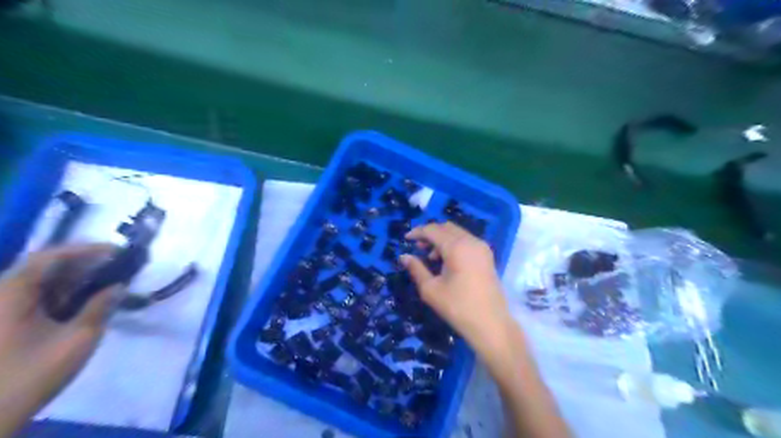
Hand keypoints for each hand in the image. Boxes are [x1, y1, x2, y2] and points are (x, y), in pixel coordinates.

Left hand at [1, 245, 115, 435]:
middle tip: (119, 266)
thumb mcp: (77, 339)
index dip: (87, 249)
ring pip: (41, 283)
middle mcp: (1, 295)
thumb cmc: (33, 373)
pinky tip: (86, 301)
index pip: (50, 257)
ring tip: (109, 281)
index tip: (119, 252)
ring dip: (76, 280)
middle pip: (45, 267)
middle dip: (85, 264)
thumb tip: (118, 286)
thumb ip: (100, 307)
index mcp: (10, 293)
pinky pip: (35, 299)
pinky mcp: (5, 324)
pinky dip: (62, 295)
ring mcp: (1, 310)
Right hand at [402, 222, 516, 358]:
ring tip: (432, 257)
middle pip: (446, 227)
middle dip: (430, 234)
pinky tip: (447, 261)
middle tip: (418, 248)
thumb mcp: (431, 289)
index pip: (433, 230)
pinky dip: (454, 243)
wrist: (491, 324)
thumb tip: (404, 256)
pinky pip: (467, 240)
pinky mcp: (487, 255)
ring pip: (457, 232)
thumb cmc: (457, 307)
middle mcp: (471, 241)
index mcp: (456, 247)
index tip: (405, 239)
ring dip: (442, 239)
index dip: (417, 232)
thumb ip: (416, 269)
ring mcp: (482, 247)